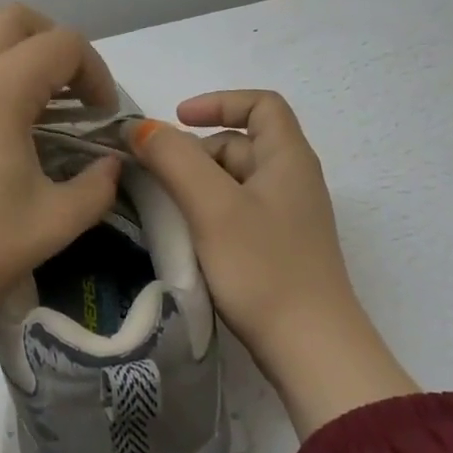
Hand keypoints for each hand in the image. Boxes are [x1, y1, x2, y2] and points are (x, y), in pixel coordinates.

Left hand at [0, 5, 121, 395]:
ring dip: (16, 50)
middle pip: (15, 18)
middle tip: (72, 92)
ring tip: (37, 101)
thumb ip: (97, 187)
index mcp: (0, 86)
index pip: (63, 44)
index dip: (96, 73)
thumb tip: (111, 167)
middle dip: (54, 43)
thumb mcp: (54, 222)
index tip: (102, 118)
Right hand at [130, 91, 416, 435]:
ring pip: (234, 181)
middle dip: (195, 152)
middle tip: (159, 179)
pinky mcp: (278, 249)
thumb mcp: (212, 206)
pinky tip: (188, 239)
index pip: (261, 105)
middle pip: (240, 144)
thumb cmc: (264, 268)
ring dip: (197, 185)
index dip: (219, 102)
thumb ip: (175, 159)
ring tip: (167, 212)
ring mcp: (287, 218)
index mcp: (288, 159)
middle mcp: (293, 181)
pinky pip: (237, 213)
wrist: (311, 350)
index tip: (177, 120)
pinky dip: (208, 213)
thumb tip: (141, 128)